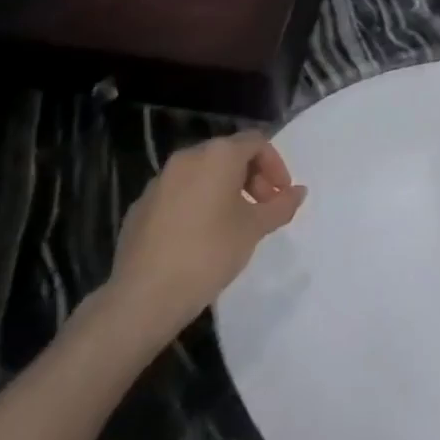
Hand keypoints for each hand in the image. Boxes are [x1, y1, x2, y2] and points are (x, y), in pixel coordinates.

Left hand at [100, 131, 305, 347]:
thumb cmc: (208, 254)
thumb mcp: (254, 230)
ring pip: (202, 174)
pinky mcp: (140, 205)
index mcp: (218, 154)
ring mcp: (160, 180)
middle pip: (228, 155)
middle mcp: (188, 157)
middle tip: (262, 211)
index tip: (282, 196)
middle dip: (251, 178)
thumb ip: (280, 206)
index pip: (256, 142)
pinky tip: (198, 238)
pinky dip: (196, 204)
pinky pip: (178, 194)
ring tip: (232, 225)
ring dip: (224, 190)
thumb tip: (299, 191)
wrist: (143, 296)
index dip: (275, 166)